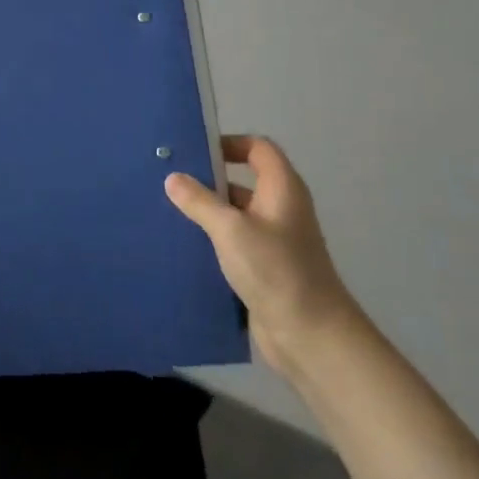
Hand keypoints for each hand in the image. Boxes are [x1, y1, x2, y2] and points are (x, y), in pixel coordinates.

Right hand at [164, 135, 356, 378]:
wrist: (311, 335)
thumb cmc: (275, 270)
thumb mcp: (231, 230)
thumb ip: (200, 202)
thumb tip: (173, 178)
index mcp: (282, 189)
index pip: (259, 149)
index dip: (230, 143)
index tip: (195, 151)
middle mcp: (281, 208)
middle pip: (244, 180)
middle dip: (209, 179)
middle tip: (170, 179)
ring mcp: (274, 240)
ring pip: (237, 214)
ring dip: (208, 211)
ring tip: (168, 210)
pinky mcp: (265, 267)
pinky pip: (235, 242)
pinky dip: (213, 239)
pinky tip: (184, 245)